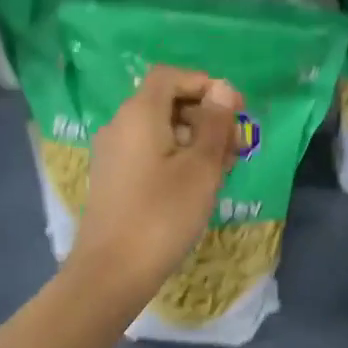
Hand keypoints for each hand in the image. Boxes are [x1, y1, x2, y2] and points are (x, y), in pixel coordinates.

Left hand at [71, 65, 242, 304]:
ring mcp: (113, 153)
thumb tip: (223, 89)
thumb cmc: (163, 215)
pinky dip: (175, 156)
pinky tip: (196, 184)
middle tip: (235, 143)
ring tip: (223, 168)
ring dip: (193, 138)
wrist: (112, 271)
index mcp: (139, 114)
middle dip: (203, 114)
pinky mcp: (113, 178)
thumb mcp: (201, 169)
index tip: (234, 108)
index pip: (170, 76)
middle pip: (164, 101)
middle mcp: (120, 125)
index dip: (204, 83)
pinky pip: (148, 151)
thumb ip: (214, 124)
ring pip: (159, 129)